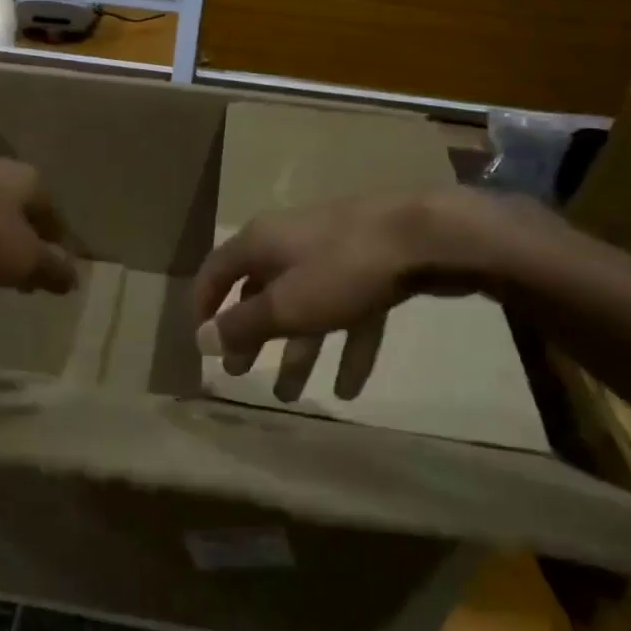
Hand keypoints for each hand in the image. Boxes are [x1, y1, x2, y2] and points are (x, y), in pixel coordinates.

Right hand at [191, 187, 556, 398]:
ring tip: (290, 395)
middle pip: (260, 293)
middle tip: (241, 373)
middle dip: (251, 337)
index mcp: (261, 243)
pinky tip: (350, 389)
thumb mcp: (286, 305)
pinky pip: (349, 312)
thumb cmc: (342, 269)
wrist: (429, 234)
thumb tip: (201, 339)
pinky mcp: (372, 268)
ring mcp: (334, 254)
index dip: (203, 307)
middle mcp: (291, 243)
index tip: (202, 344)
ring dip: (297, 352)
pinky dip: (346, 347)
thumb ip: (242, 325)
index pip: (216, 271)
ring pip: (306, 308)